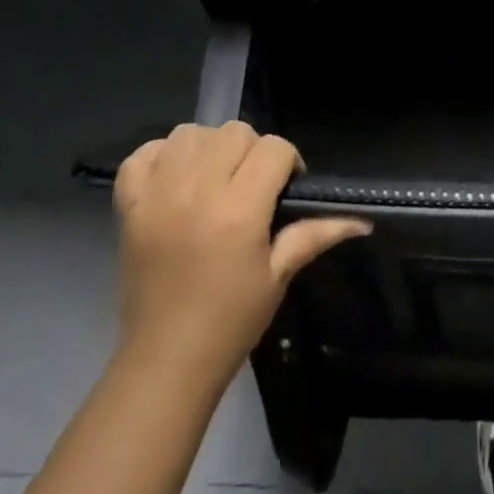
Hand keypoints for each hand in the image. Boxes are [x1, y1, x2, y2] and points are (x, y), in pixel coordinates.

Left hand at [113, 122, 369, 385]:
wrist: (166, 361)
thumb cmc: (231, 320)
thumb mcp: (279, 275)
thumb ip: (316, 234)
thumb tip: (363, 220)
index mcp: (239, 209)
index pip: (274, 148)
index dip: (288, 162)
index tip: (285, 189)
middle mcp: (197, 190)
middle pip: (234, 132)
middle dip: (251, 152)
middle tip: (251, 186)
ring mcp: (157, 195)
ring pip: (190, 133)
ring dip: (208, 148)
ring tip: (213, 179)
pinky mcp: (129, 205)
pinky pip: (142, 154)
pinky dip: (160, 157)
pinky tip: (175, 179)